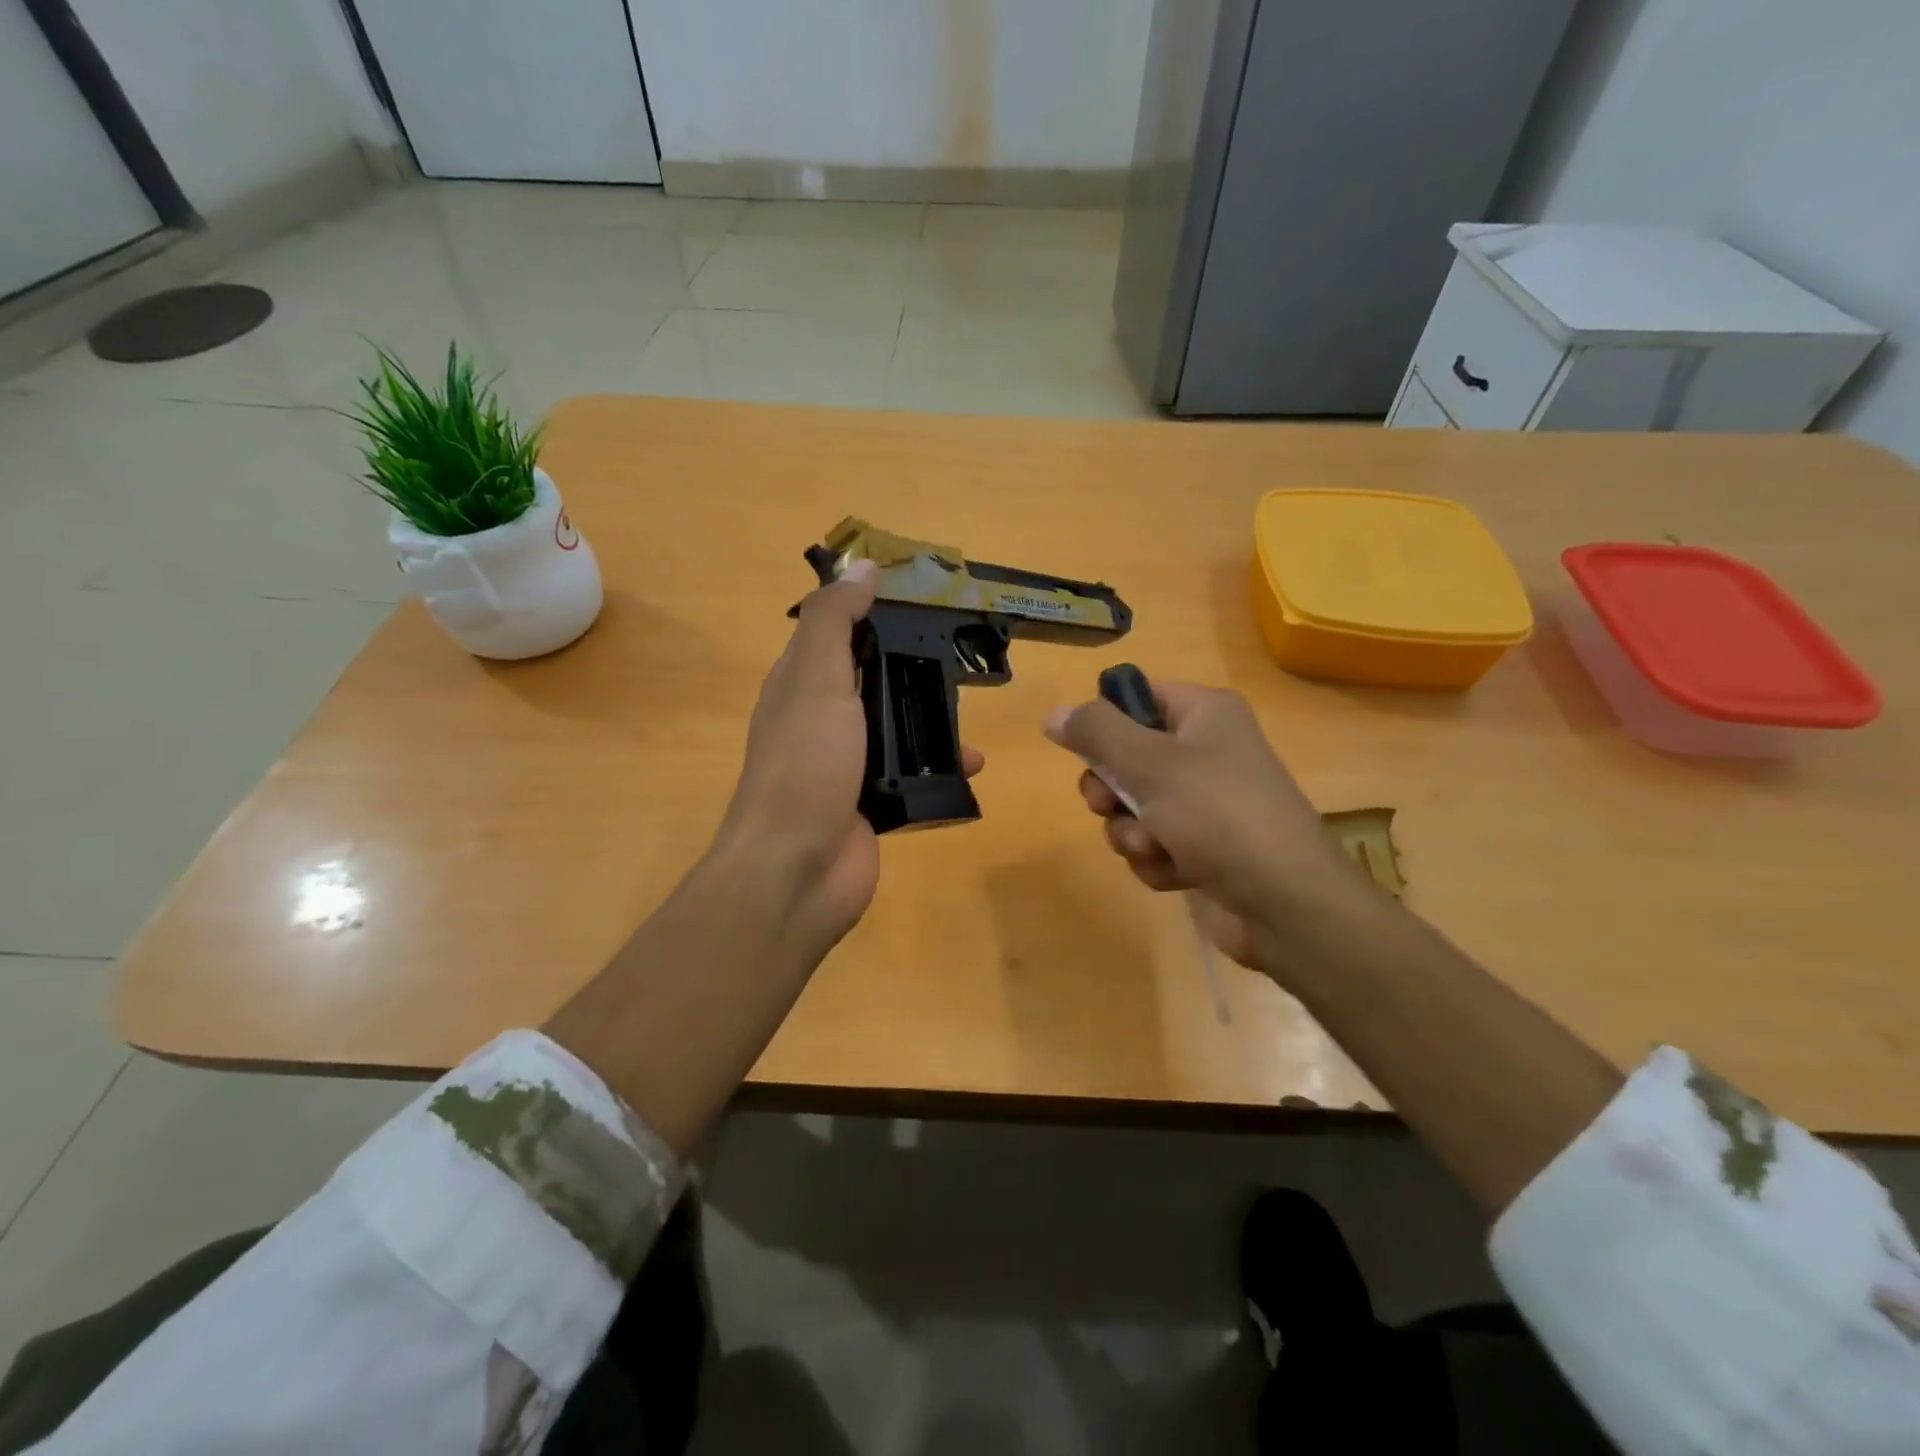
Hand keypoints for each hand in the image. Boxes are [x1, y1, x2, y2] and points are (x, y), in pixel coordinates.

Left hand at [716, 560, 982, 957]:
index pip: (838, 635)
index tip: (924, 599)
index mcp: (800, 685)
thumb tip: (861, 565)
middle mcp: (821, 721)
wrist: (796, 872)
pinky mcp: (870, 806)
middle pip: (872, 681)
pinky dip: (939, 768)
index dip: (873, 613)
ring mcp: (846, 767)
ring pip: (895, 730)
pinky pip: (910, 776)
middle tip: (963, 657)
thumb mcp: (815, 680)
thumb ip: (835, 622)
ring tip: (973, 714)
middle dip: (914, 669)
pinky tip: (972, 766)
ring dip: (932, 722)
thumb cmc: (805, 765)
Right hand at [1044, 681, 1369, 980]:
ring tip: (1154, 848)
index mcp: (1205, 714)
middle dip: (1111, 791)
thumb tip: (1054, 714)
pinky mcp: (1205, 847)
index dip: (1105, 722)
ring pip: (1135, 807)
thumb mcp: (1149, 763)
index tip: (1085, 751)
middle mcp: (1207, 751)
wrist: (1286, 904)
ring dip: (1131, 833)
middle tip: (1109, 806)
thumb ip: (1096, 733)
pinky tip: (1175, 873)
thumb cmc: (1218, 815)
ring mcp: (1207, 803)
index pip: (1138, 697)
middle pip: (1126, 757)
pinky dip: (1156, 860)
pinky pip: (1155, 843)